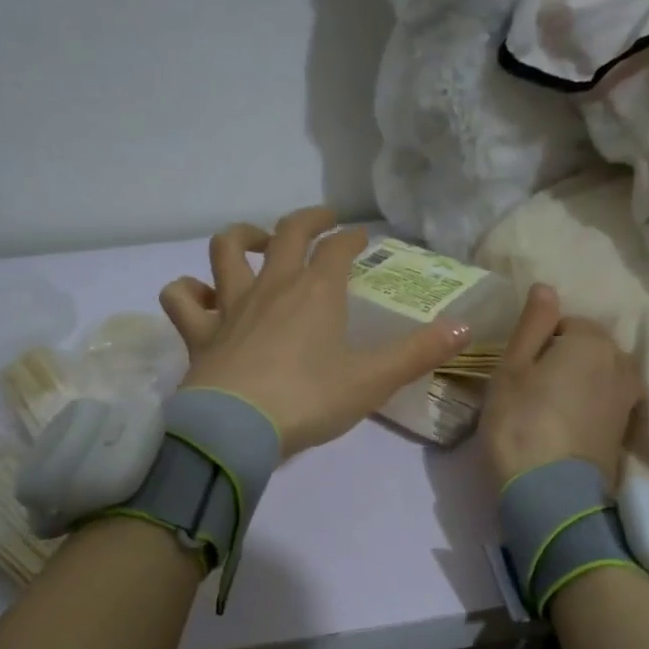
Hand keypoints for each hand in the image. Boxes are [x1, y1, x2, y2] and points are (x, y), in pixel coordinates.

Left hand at [158, 207, 469, 457]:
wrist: (237, 430)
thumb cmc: (309, 401)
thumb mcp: (373, 381)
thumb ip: (419, 353)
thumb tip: (466, 327)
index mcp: (317, 292)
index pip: (338, 249)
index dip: (353, 238)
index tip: (362, 238)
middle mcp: (272, 286)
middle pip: (287, 232)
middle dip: (308, 219)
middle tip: (321, 220)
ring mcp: (230, 306)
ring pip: (226, 250)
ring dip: (241, 236)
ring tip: (256, 241)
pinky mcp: (199, 333)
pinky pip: (182, 298)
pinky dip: (188, 291)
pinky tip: (200, 296)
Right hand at [480, 284, 645, 486]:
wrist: (551, 493)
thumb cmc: (521, 421)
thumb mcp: (512, 368)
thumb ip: (532, 324)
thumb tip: (546, 286)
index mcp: (592, 340)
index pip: (565, 324)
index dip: (539, 343)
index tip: (519, 371)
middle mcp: (621, 361)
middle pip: (588, 348)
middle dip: (564, 360)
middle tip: (530, 390)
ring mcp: (629, 397)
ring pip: (599, 375)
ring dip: (577, 384)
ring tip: (547, 409)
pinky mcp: (627, 429)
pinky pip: (605, 402)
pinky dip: (588, 407)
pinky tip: (565, 426)